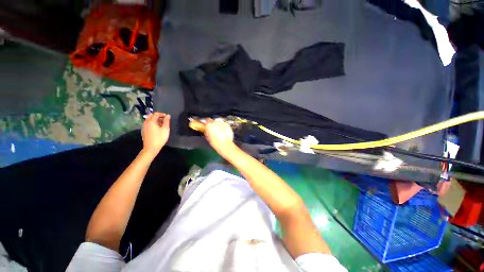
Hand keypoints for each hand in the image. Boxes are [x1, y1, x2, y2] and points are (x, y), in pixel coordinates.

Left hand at [141, 112, 169, 155]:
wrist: (151, 148)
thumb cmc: (159, 138)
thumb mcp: (165, 129)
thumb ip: (166, 121)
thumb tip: (167, 115)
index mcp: (151, 121)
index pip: (156, 114)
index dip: (162, 114)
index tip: (167, 116)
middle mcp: (146, 122)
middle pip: (151, 116)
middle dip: (157, 116)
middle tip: (164, 119)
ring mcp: (144, 127)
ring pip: (148, 120)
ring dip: (154, 119)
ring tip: (161, 124)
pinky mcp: (144, 131)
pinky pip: (148, 124)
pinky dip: (152, 123)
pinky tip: (156, 128)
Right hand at [204, 119, 236, 157]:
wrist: (225, 145)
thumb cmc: (215, 143)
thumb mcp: (208, 137)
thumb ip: (207, 131)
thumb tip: (207, 130)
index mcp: (209, 125)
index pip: (207, 120)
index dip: (207, 123)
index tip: (208, 126)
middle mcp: (216, 122)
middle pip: (214, 121)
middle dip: (214, 124)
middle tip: (214, 130)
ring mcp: (222, 123)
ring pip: (219, 122)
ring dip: (219, 125)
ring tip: (220, 132)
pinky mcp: (228, 125)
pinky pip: (225, 124)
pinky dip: (224, 127)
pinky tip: (224, 132)